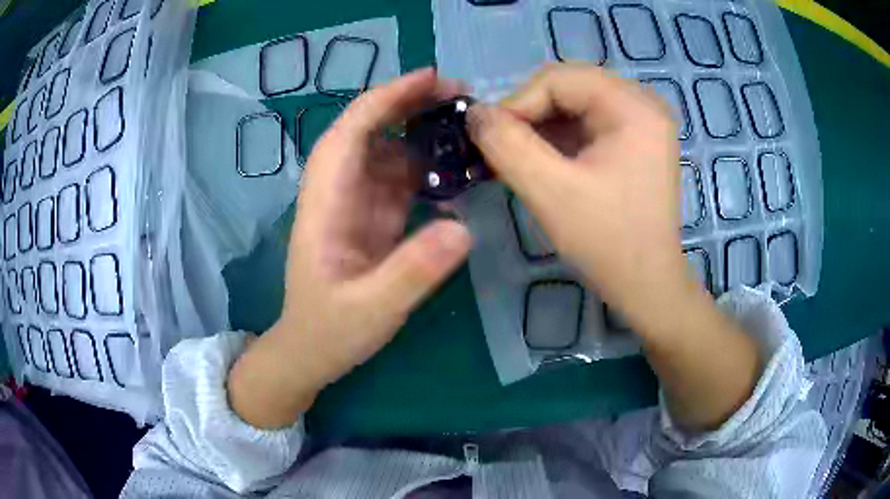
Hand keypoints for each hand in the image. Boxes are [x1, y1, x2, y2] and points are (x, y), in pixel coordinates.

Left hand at [228, 69, 471, 428]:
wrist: (311, 352)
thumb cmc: (330, 331)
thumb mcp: (372, 310)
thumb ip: (412, 273)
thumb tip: (463, 230)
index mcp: (325, 204)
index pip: (350, 133)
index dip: (386, 99)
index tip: (430, 78)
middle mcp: (338, 193)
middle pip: (368, 130)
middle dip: (409, 104)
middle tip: (461, 95)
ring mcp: (355, 204)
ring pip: (386, 151)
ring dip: (423, 132)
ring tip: (468, 127)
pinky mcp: (370, 218)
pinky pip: (399, 179)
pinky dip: (427, 166)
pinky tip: (457, 168)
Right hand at [468, 63, 758, 430]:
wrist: (648, 286)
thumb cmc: (607, 242)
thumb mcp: (550, 191)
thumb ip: (506, 144)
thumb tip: (474, 112)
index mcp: (633, 107)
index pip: (558, 79)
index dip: (516, 104)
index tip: (489, 141)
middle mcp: (643, 103)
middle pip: (567, 86)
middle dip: (529, 115)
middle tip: (503, 150)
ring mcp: (642, 121)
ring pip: (574, 103)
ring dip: (541, 127)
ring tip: (520, 159)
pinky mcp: (636, 140)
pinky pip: (587, 121)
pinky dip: (559, 137)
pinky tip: (544, 162)